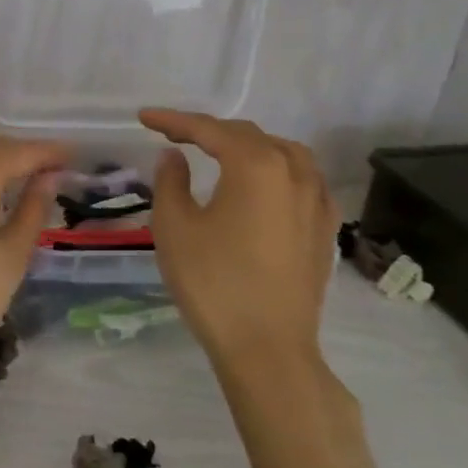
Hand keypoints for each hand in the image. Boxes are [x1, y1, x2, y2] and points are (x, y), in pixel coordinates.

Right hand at [140, 110, 337, 382]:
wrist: (267, 349)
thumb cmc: (213, 282)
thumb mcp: (174, 226)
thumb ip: (171, 180)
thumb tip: (175, 156)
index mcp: (255, 165)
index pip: (209, 130)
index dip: (173, 120)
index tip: (143, 118)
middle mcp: (293, 173)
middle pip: (247, 135)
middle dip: (208, 130)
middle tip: (172, 134)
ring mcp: (316, 201)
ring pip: (282, 152)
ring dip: (246, 144)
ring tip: (218, 151)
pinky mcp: (324, 229)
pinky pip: (303, 178)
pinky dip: (277, 167)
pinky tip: (264, 183)